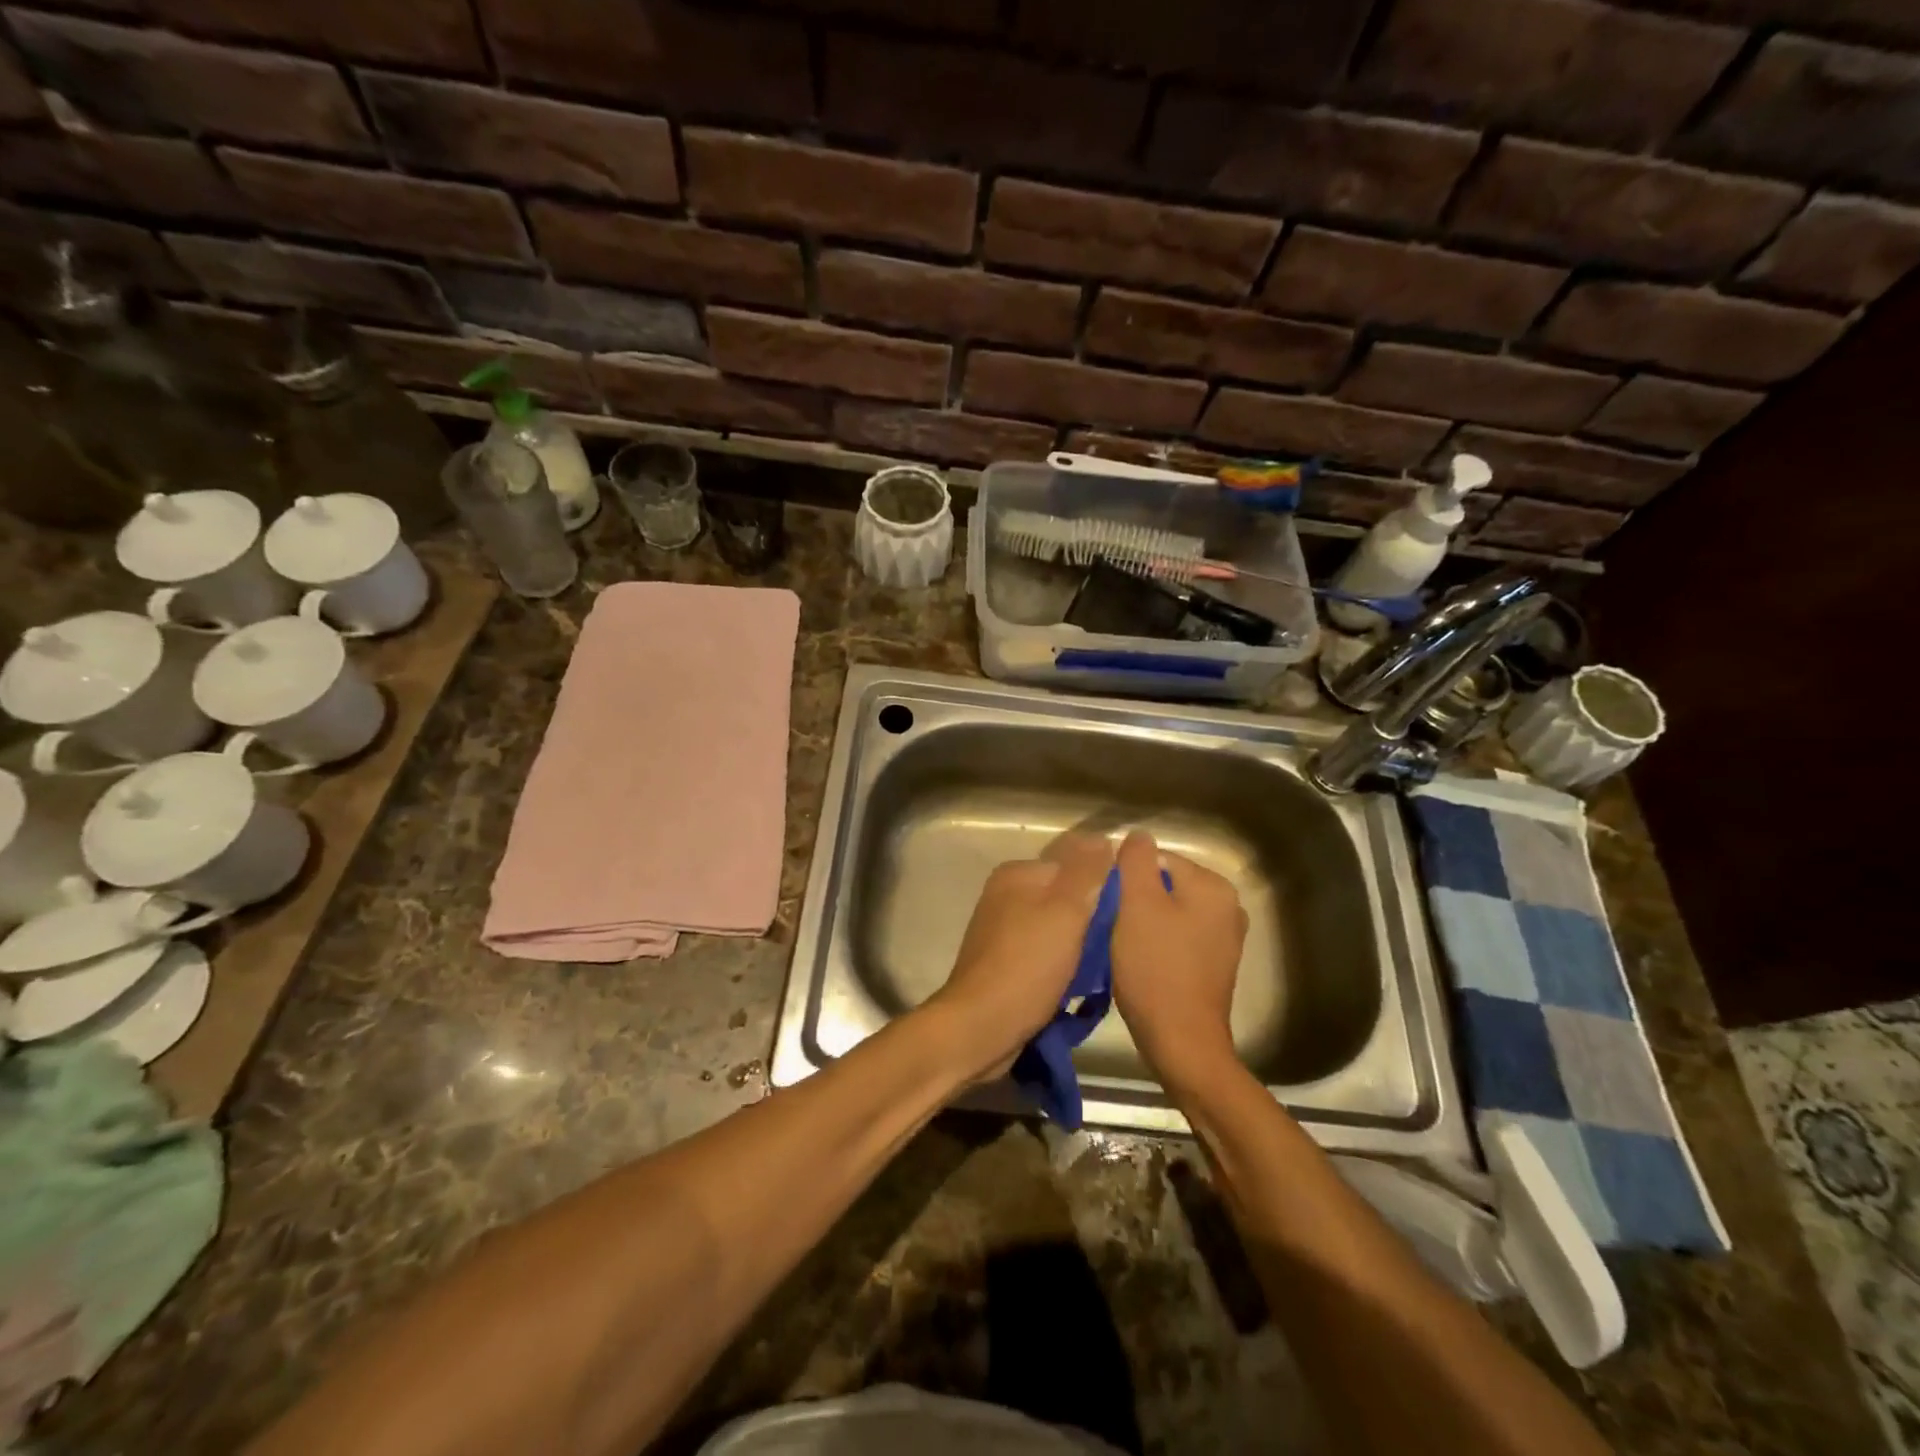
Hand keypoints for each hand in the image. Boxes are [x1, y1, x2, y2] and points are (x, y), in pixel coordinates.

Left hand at [927, 833, 1113, 1081]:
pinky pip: (1046, 955)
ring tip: (1101, 972)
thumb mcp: (1065, 911)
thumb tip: (1103, 838)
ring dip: (1082, 949)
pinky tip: (1078, 988)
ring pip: (1059, 929)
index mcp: (1018, 874)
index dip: (1105, 888)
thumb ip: (1086, 872)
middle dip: (1093, 921)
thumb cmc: (1026, 965)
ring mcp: (1003, 931)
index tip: (1127, 916)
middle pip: (1067, 898)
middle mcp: (1007, 895)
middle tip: (1116, 947)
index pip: (1075, 865)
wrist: (980, 1028)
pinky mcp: (1005, 963)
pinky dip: (1064, 967)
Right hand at [1110, 831, 1247, 1089]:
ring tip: (1121, 945)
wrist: (1181, 1041)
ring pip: (1168, 913)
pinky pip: (1177, 938)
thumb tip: (1139, 836)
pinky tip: (1139, 962)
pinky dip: (1156, 944)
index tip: (1107, 904)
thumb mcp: (1137, 904)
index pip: (1157, 859)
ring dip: (1142, 923)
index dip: (1126, 878)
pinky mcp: (1214, 965)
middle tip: (1110, 925)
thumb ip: (1136, 861)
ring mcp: (1224, 938)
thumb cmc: (1156, 967)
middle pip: (1164, 885)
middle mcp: (1227, 906)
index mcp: (1213, 886)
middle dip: (1135, 900)